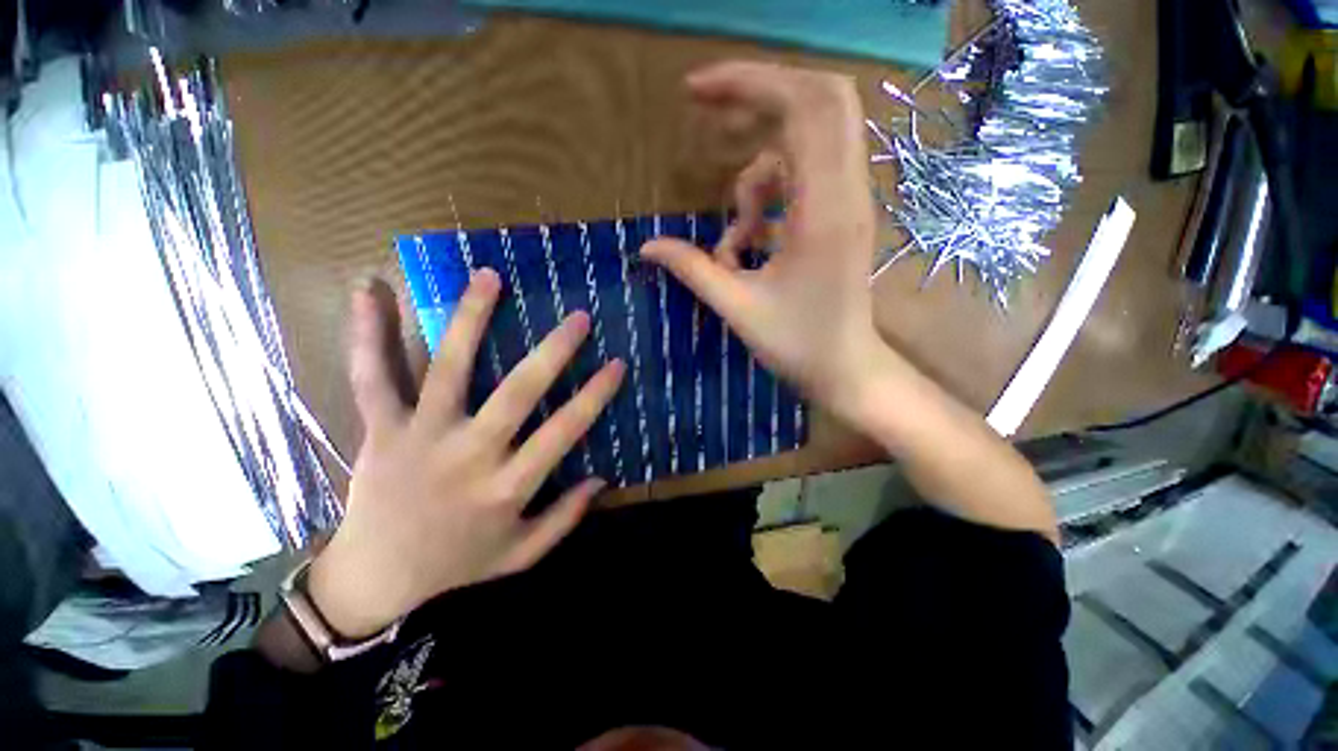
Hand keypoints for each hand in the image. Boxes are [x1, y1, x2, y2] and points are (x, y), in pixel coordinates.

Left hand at [308, 270, 624, 638]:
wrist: (374, 579)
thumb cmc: (456, 564)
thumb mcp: (520, 554)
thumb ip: (564, 519)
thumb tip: (602, 480)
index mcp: (506, 487)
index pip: (564, 432)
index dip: (594, 396)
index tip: (617, 363)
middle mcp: (469, 455)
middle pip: (518, 393)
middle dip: (554, 351)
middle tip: (578, 317)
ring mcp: (422, 437)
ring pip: (449, 369)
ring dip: (470, 319)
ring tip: (489, 277)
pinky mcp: (381, 430)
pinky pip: (373, 378)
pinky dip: (369, 334)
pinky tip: (372, 290)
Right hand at [642, 61, 888, 422]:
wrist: (845, 369)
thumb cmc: (796, 345)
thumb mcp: (737, 307)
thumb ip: (692, 269)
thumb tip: (646, 247)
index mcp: (823, 211)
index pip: (804, 107)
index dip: (750, 83)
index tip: (695, 92)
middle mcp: (845, 193)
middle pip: (819, 101)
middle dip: (760, 95)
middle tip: (710, 112)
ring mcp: (848, 202)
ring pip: (803, 144)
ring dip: (756, 177)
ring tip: (736, 239)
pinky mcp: (840, 215)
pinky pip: (802, 178)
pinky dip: (768, 198)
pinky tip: (751, 244)